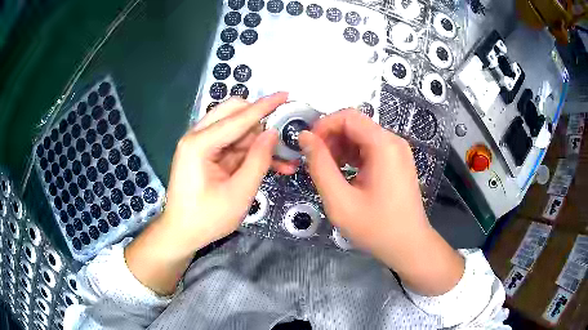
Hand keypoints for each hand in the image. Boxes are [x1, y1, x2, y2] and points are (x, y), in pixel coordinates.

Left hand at [125, 93, 296, 294]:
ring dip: (259, 140)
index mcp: (199, 144)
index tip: (285, 94)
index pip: (238, 117)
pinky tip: (271, 163)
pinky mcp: (206, 154)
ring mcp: (200, 145)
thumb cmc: (206, 219)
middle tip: (282, 136)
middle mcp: (197, 137)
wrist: (182, 233)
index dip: (264, 106)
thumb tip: (273, 133)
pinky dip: (251, 152)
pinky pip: (233, 145)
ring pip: (236, 129)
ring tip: (283, 158)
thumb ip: (258, 160)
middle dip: (260, 122)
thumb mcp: (238, 194)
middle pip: (233, 114)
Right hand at [298, 109, 463, 295]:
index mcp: (383, 145)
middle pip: (355, 125)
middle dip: (331, 139)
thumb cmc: (376, 227)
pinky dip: (353, 156)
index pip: (348, 116)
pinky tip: (344, 175)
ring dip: (340, 148)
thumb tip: (305, 137)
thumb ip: (319, 165)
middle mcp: (393, 142)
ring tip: (328, 171)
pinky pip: (370, 149)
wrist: (408, 246)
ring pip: (361, 136)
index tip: (308, 146)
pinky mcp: (397, 162)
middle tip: (315, 163)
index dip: (323, 126)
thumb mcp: (340, 200)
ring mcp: (397, 152)